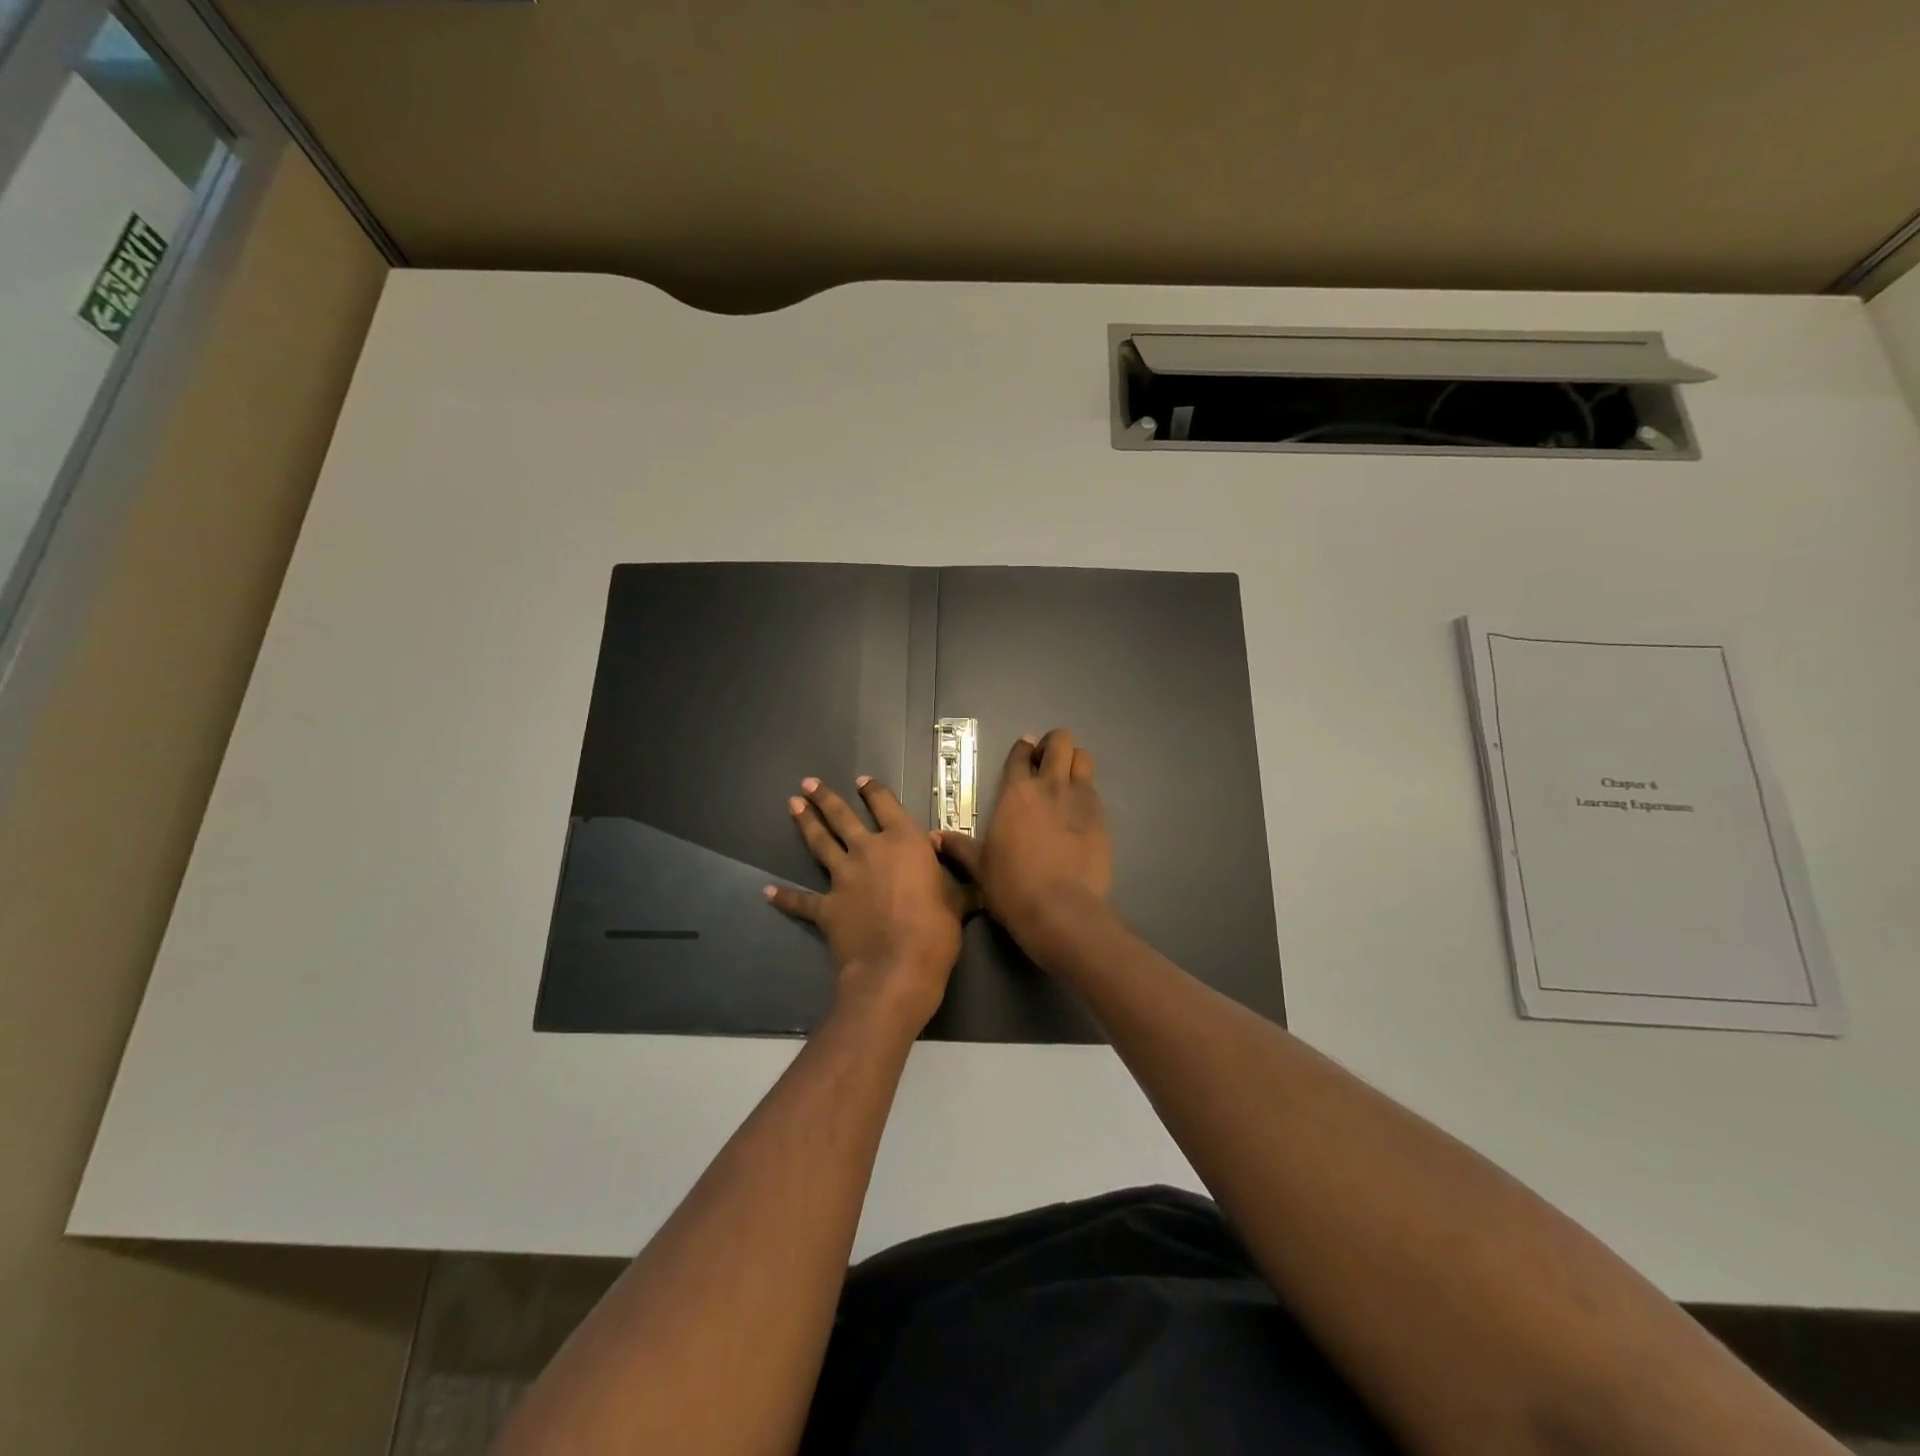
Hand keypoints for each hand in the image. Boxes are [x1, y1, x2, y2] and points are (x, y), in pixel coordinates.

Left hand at [767, 775, 966, 1031]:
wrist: (896, 968)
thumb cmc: (936, 930)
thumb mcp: (959, 899)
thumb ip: (958, 880)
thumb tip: (964, 869)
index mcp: (904, 842)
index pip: (886, 805)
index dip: (874, 791)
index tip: (862, 781)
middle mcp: (869, 850)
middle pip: (843, 817)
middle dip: (825, 798)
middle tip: (808, 783)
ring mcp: (843, 878)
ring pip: (820, 844)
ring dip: (806, 823)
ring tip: (792, 805)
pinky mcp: (826, 907)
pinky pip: (801, 901)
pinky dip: (784, 897)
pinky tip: (767, 891)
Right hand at [936, 729, 1111, 946]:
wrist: (1060, 909)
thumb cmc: (1012, 886)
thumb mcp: (979, 867)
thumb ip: (958, 847)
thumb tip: (932, 837)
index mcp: (1015, 792)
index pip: (1020, 755)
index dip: (1022, 749)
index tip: (1023, 751)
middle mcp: (1049, 786)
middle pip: (1059, 741)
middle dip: (1053, 745)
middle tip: (1045, 763)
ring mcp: (1079, 799)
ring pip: (1083, 758)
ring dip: (1074, 761)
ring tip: (1066, 779)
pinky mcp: (1101, 818)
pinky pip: (1094, 790)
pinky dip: (1086, 792)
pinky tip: (1078, 811)